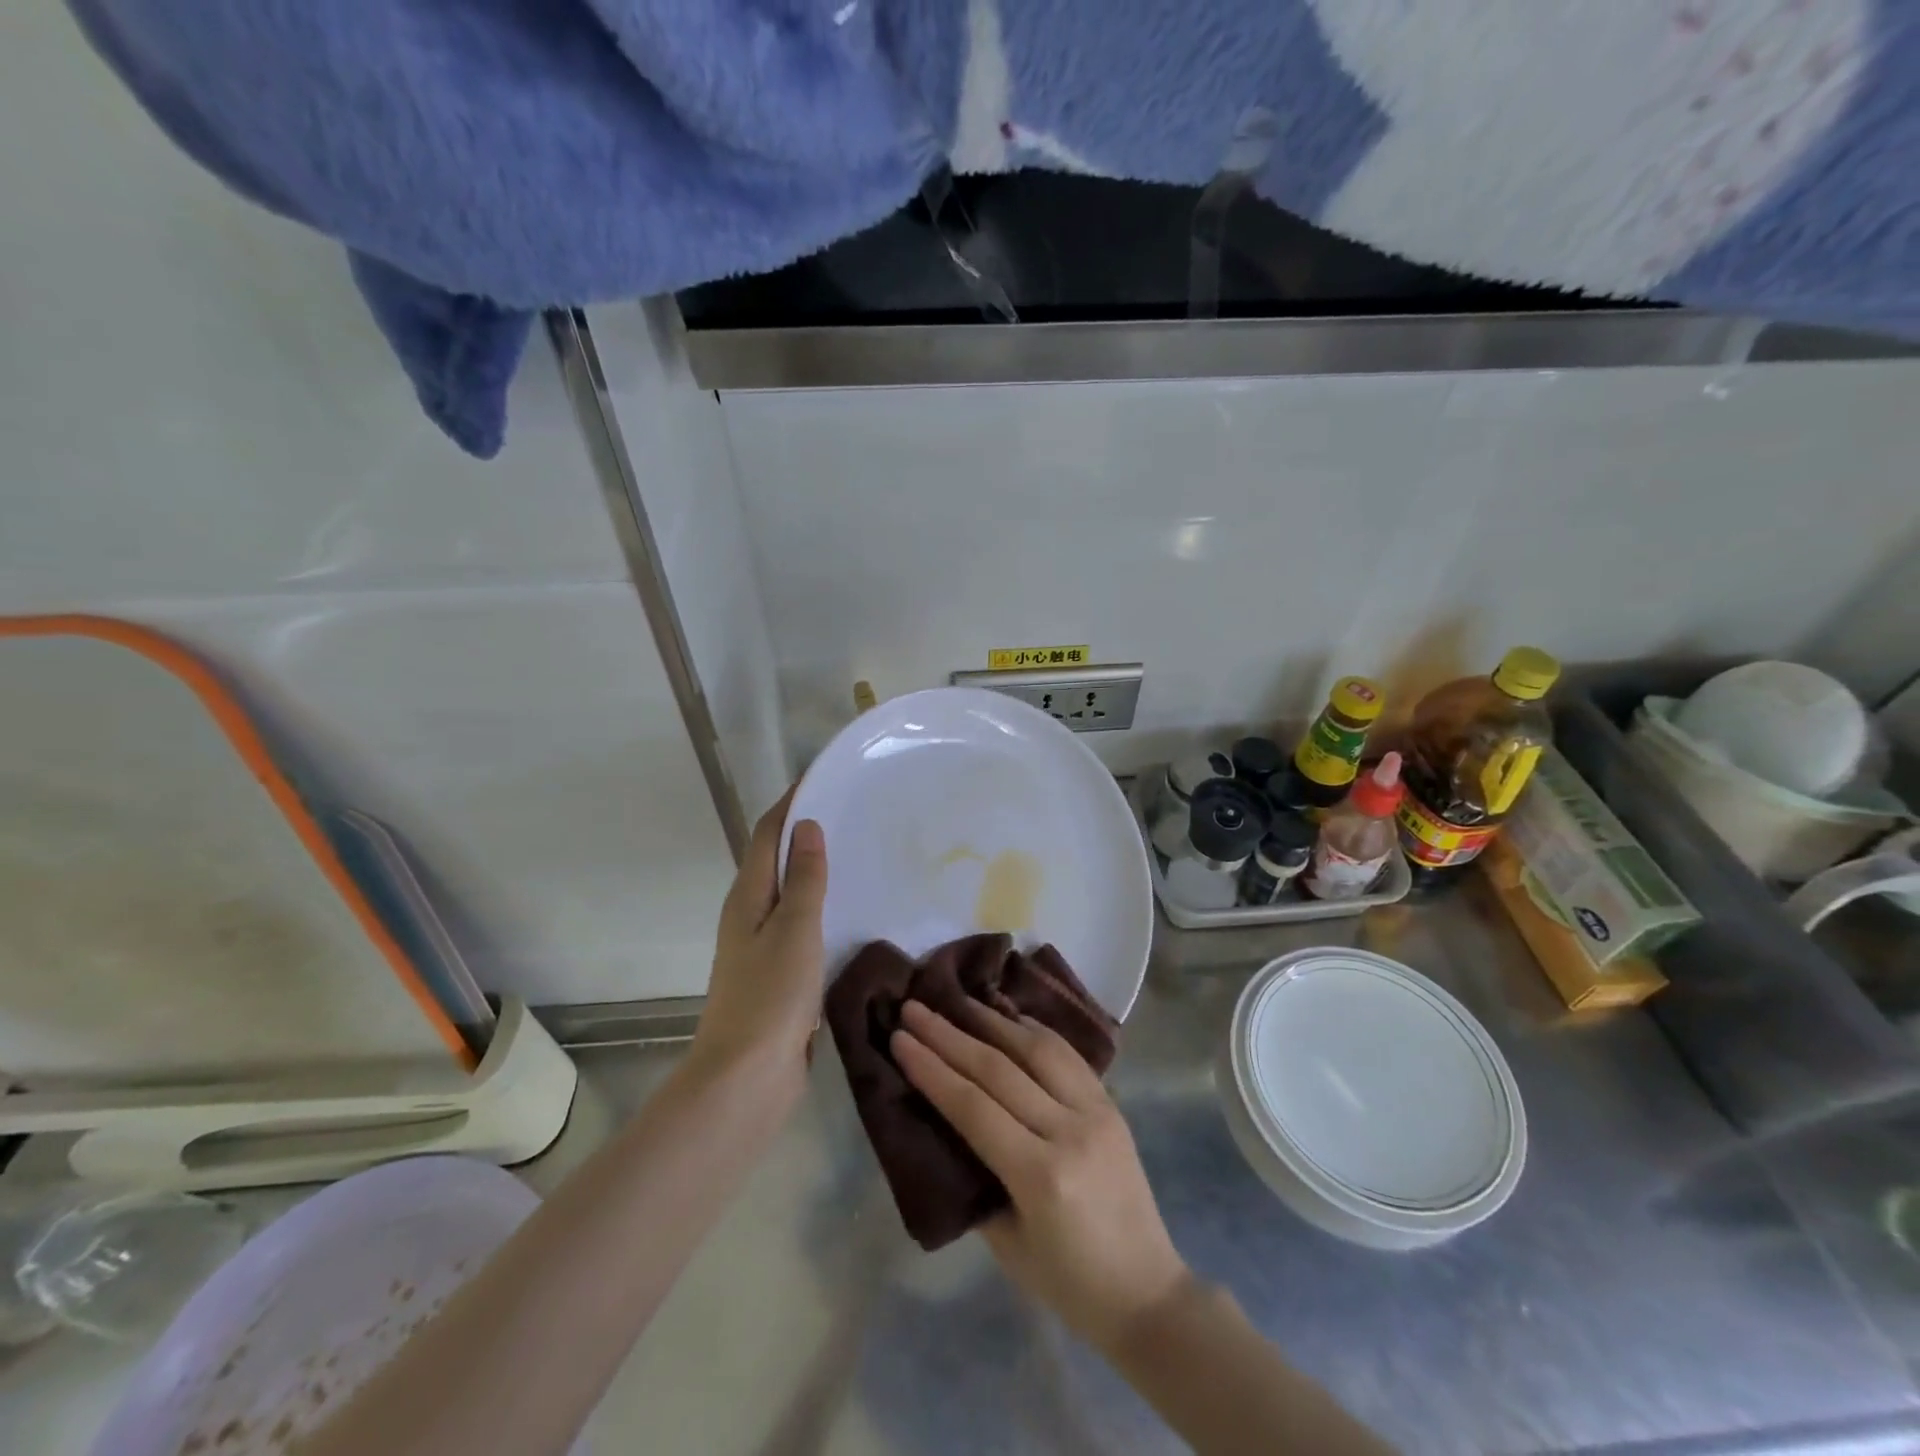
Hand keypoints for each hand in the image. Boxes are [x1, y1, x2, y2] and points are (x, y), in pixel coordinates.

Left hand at [689, 789, 827, 1109]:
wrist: (746, 1079)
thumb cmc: (770, 997)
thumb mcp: (794, 929)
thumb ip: (803, 878)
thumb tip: (806, 825)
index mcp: (747, 898)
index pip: (766, 835)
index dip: (790, 804)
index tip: (823, 779)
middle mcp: (748, 915)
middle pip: (775, 861)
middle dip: (805, 833)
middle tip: (852, 815)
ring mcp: (761, 948)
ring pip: (790, 896)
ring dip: (815, 872)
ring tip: (858, 856)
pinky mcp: (777, 976)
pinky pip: (801, 928)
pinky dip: (822, 910)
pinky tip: (850, 914)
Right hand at [891, 999, 1190, 1351]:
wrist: (1148, 1293)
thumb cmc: (1068, 1283)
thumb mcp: (1005, 1243)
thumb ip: (975, 1177)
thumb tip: (945, 1121)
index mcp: (1040, 1176)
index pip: (973, 1106)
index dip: (932, 1069)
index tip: (899, 1038)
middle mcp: (1069, 1131)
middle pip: (999, 1069)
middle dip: (949, 1035)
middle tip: (914, 1008)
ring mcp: (1096, 1111)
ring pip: (1036, 1048)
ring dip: (991, 1020)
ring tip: (956, 1001)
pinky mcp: (1111, 1103)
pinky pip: (1066, 1054)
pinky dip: (1032, 1030)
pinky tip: (1007, 1016)